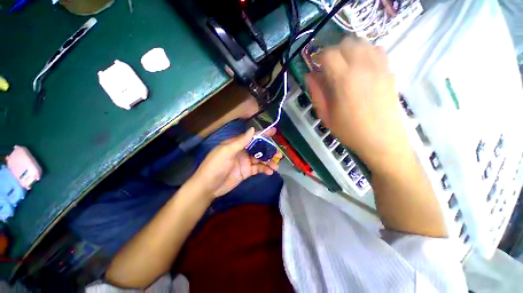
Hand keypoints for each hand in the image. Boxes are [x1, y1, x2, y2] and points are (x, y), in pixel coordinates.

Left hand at [190, 127, 282, 197]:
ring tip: (276, 166)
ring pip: (260, 159)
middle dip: (269, 150)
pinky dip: (265, 169)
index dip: (263, 134)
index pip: (252, 137)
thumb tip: (252, 129)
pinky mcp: (247, 172)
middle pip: (259, 148)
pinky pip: (258, 169)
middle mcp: (242, 151)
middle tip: (278, 154)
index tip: (274, 132)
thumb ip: (240, 141)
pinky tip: (270, 172)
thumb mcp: (227, 152)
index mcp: (236, 144)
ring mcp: (245, 162)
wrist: (208, 187)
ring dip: (268, 161)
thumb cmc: (215, 166)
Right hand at [307, 38, 407, 168]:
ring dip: (349, 49)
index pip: (329, 54)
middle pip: (346, 43)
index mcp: (344, 80)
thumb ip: (316, 92)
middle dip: (334, 51)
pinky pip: (377, 50)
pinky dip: (366, 52)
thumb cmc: (349, 130)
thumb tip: (309, 76)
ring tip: (344, 64)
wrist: (382, 140)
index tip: (315, 65)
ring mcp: (379, 67)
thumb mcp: (326, 115)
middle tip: (328, 66)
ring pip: (363, 43)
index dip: (319, 56)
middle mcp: (363, 67)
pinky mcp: (389, 72)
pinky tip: (361, 66)